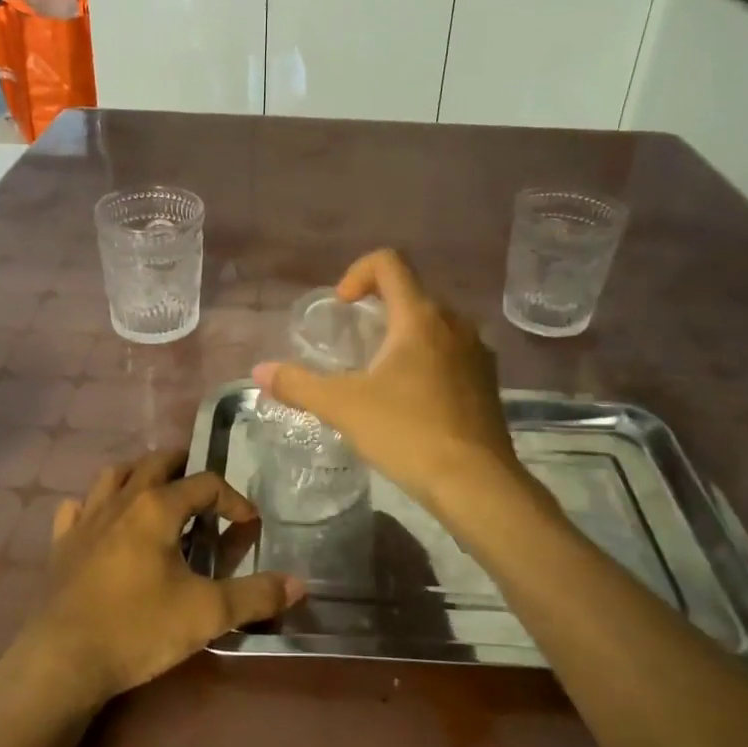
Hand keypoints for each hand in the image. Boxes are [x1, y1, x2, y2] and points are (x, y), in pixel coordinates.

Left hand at [2, 450, 304, 714]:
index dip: (233, 499)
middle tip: (202, 485)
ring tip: (155, 489)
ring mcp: (86, 520)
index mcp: (157, 507)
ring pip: (113, 476)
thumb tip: (300, 583)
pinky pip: (76, 509)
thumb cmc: (138, 628)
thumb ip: (256, 596)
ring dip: (138, 474)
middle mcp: (121, 501)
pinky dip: (93, 505)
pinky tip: (100, 520)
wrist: (61, 660)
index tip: (249, 523)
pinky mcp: (61, 544)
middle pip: (155, 463)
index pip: (205, 484)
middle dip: (184, 466)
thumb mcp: (207, 614)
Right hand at [254, 249, 521, 514]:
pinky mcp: (488, 381)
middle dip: (378, 309)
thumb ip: (298, 384)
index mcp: (420, 317)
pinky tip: (411, 400)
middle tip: (353, 345)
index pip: (390, 262)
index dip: (358, 272)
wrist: (475, 483)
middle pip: (411, 294)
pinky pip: (451, 353)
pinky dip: (426, 361)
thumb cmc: (407, 433)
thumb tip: (259, 371)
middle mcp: (455, 323)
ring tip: (379, 375)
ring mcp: (477, 352)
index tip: (342, 306)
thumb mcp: (343, 407)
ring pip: (434, 325)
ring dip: (403, 337)